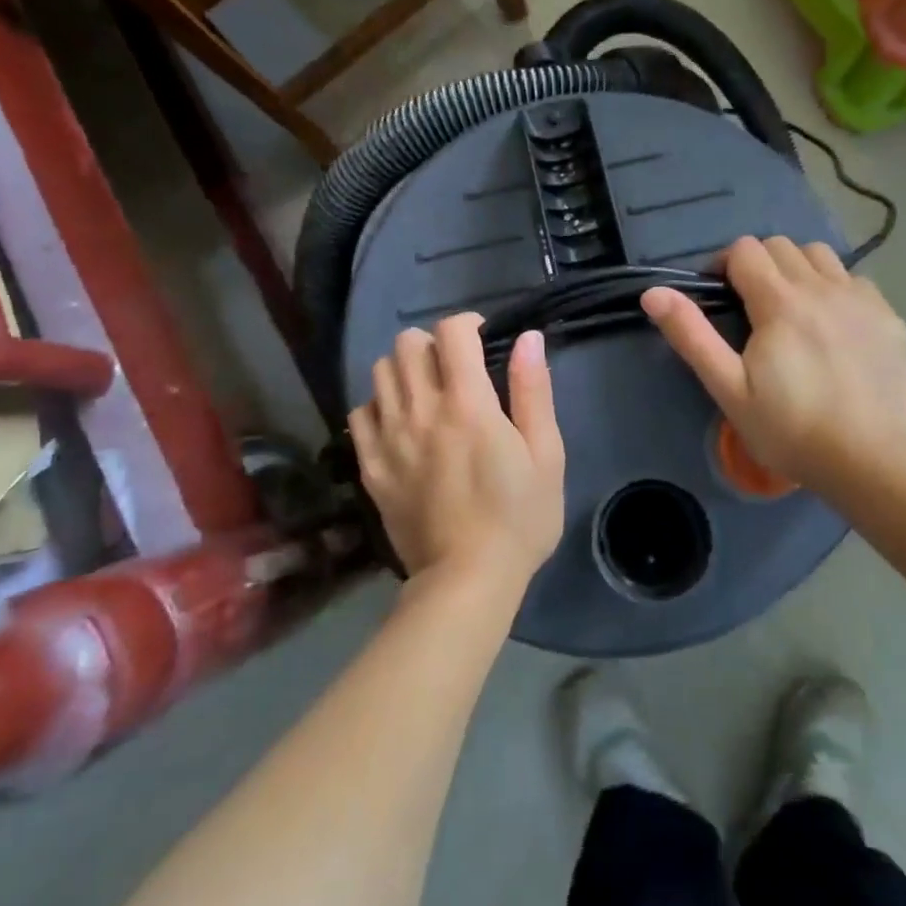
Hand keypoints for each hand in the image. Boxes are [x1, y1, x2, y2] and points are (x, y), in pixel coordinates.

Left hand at [349, 314, 565, 590]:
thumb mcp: (546, 455)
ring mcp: (389, 437)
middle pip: (408, 343)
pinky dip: (379, 406)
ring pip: (380, 371)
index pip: (452, 332)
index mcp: (468, 403)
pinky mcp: (371, 465)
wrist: (466, 580)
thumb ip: (534, 391)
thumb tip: (527, 338)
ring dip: (405, 369)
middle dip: (434, 344)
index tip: (483, 341)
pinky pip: (360, 412)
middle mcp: (421, 409)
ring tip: (426, 392)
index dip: (468, 324)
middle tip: (455, 369)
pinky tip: (400, 423)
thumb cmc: (518, 518)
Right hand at [641, 236, 905, 492]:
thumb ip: (691, 334)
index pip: (745, 250)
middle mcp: (822, 287)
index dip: (724, 265)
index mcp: (780, 301)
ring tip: (792, 308)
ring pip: (820, 255)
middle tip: (751, 306)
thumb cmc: (788, 428)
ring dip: (798, 269)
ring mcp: (861, 299)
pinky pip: (854, 280)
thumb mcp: (728, 387)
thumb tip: (653, 292)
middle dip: (758, 265)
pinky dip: (835, 288)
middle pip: (781, 246)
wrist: (867, 460)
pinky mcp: (888, 317)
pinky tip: (832, 324)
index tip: (720, 296)